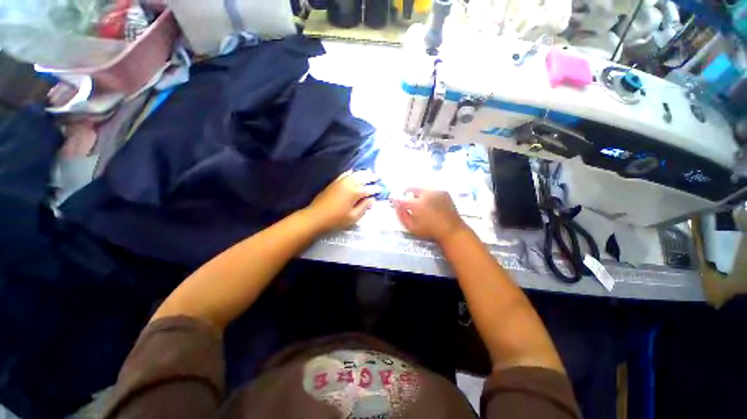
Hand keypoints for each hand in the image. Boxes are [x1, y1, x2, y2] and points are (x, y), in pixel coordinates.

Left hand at [305, 170, 381, 231]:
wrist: (316, 217)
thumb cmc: (336, 220)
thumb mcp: (353, 217)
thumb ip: (364, 207)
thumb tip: (372, 200)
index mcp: (355, 193)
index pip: (368, 189)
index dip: (375, 189)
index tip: (380, 189)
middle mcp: (349, 184)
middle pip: (362, 178)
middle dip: (370, 177)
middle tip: (377, 177)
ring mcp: (340, 182)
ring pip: (354, 174)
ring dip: (362, 173)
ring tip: (368, 172)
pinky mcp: (333, 183)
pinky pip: (343, 175)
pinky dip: (350, 173)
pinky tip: (352, 172)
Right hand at [392, 188, 466, 242]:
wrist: (451, 229)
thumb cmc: (430, 230)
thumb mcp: (412, 227)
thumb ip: (402, 216)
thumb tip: (396, 206)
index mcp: (418, 205)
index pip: (402, 199)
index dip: (395, 199)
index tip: (392, 200)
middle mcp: (427, 195)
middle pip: (411, 188)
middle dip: (407, 193)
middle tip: (407, 200)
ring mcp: (436, 191)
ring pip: (421, 188)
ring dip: (417, 194)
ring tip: (420, 203)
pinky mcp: (443, 191)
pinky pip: (430, 190)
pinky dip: (427, 194)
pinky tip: (430, 203)